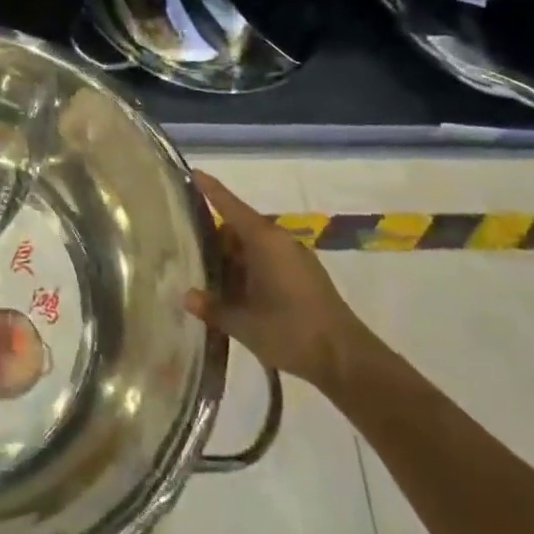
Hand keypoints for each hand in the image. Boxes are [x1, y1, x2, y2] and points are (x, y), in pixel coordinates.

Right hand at [185, 171, 367, 392]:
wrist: (348, 360)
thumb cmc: (290, 331)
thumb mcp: (242, 323)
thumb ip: (212, 307)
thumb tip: (186, 296)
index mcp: (263, 240)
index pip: (230, 205)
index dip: (210, 189)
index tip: (192, 172)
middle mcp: (279, 241)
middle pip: (239, 227)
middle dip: (215, 237)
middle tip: (189, 249)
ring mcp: (295, 258)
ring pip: (253, 247)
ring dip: (232, 258)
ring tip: (208, 276)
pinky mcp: (305, 276)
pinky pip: (268, 261)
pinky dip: (249, 269)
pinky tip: (237, 293)